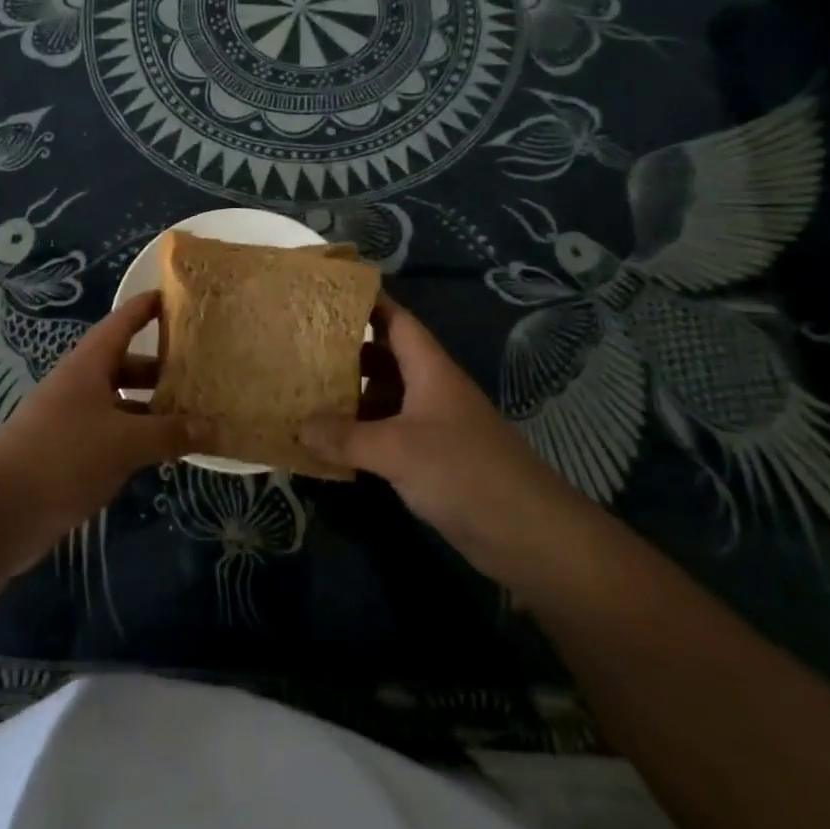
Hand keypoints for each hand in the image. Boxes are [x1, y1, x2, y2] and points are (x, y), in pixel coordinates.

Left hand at [0, 292, 204, 564]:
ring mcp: (72, 420)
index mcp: (88, 365)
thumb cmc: (64, 456)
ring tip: (192, 414)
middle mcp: (80, 385)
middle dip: (160, 366)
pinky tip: (163, 453)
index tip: (175, 297)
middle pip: (124, 365)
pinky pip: (112, 435)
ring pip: (120, 403)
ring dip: (151, 408)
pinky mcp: (69, 454)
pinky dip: (137, 438)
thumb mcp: (125, 442)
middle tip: (200, 369)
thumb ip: (170, 433)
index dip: (146, 308)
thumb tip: (215, 426)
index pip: (122, 323)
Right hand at [297, 294, 587, 580]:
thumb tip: (299, 427)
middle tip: (302, 346)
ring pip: (386, 398)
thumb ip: (346, 438)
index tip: (328, 292)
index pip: (397, 321)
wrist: (530, 535)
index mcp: (430, 370)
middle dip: (347, 351)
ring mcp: (434, 426)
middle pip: (386, 359)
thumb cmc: (465, 473)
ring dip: (351, 396)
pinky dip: (362, 434)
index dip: (368, 302)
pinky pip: (390, 434)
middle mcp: (432, 390)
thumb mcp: (398, 451)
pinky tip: (332, 443)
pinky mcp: (434, 460)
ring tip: (306, 392)